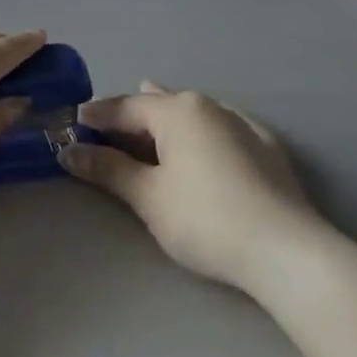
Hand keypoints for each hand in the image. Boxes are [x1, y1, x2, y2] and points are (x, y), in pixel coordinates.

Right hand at [60, 83, 327, 289]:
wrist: (287, 251)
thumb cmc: (205, 219)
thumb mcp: (147, 196)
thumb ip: (107, 169)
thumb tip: (69, 151)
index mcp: (177, 111)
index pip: (124, 107)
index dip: (95, 116)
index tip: (70, 123)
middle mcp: (209, 107)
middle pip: (159, 105)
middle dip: (130, 115)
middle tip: (104, 127)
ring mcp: (243, 125)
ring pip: (192, 113)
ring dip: (165, 120)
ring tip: (147, 119)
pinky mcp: (267, 149)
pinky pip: (221, 128)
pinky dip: (200, 131)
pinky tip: (203, 136)